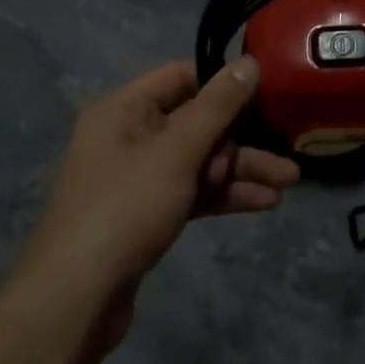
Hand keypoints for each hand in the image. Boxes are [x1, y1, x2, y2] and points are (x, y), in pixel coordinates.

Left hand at [18, 57, 297, 311]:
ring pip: (200, 160)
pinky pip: (193, 190)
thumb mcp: (177, 151)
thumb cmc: (125, 208)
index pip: (181, 76)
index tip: (266, 90)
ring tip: (288, 182)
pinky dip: (224, 194)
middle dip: (242, 138)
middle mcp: (129, 136)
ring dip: (241, 169)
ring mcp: (139, 177)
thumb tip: (250, 60)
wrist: (76, 303)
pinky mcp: (148, 213)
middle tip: (286, 148)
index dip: (223, 82)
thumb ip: (218, 105)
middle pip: (196, 122)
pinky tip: (264, 202)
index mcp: (123, 109)